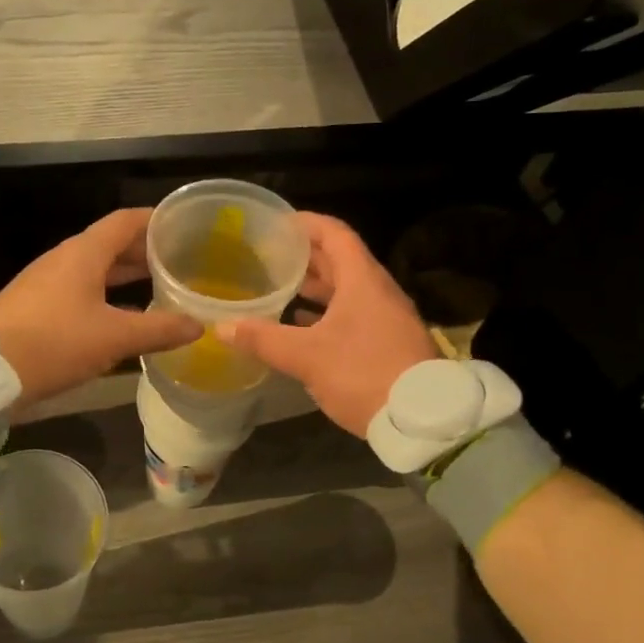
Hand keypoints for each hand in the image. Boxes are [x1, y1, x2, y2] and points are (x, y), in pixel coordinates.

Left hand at [0, 209, 203, 405]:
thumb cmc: (54, 342)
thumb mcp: (114, 337)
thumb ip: (159, 329)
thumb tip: (198, 325)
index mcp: (83, 253)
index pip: (126, 221)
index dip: (155, 220)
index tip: (184, 226)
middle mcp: (64, 260)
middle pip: (111, 245)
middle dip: (145, 252)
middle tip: (180, 262)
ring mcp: (47, 283)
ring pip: (95, 271)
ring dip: (126, 277)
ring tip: (160, 288)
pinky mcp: (36, 308)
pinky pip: (81, 292)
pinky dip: (107, 298)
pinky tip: (124, 320)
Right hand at [219, 213, 434, 437]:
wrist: (422, 419)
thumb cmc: (363, 373)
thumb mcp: (308, 356)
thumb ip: (264, 339)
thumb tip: (222, 326)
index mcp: (362, 280)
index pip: (335, 234)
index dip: (306, 223)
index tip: (277, 223)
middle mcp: (377, 291)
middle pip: (340, 260)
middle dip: (306, 256)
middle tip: (270, 255)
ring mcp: (385, 317)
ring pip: (346, 290)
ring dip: (315, 287)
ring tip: (280, 287)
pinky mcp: (387, 342)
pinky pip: (352, 315)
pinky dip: (326, 314)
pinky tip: (301, 326)